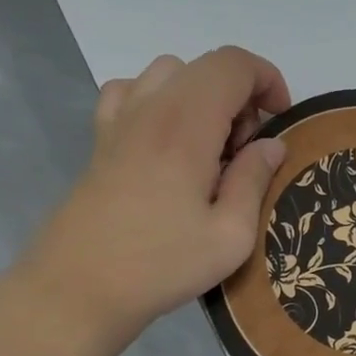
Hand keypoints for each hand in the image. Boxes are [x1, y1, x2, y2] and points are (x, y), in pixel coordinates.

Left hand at [17, 47, 290, 346]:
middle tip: (247, 149)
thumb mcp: (230, 236)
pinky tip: (164, 139)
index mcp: (186, 125)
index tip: (280, 120)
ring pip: (169, 72)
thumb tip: (271, 145)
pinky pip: (130, 91)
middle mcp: (151, 109)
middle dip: (241, 94)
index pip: (233, 64)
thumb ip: (254, 180)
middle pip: (205, 65)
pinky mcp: (100, 141)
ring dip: (202, 94)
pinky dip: (158, 99)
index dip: (267, 79)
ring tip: (209, 144)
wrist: (75, 290)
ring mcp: (119, 121)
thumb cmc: (159, 265)